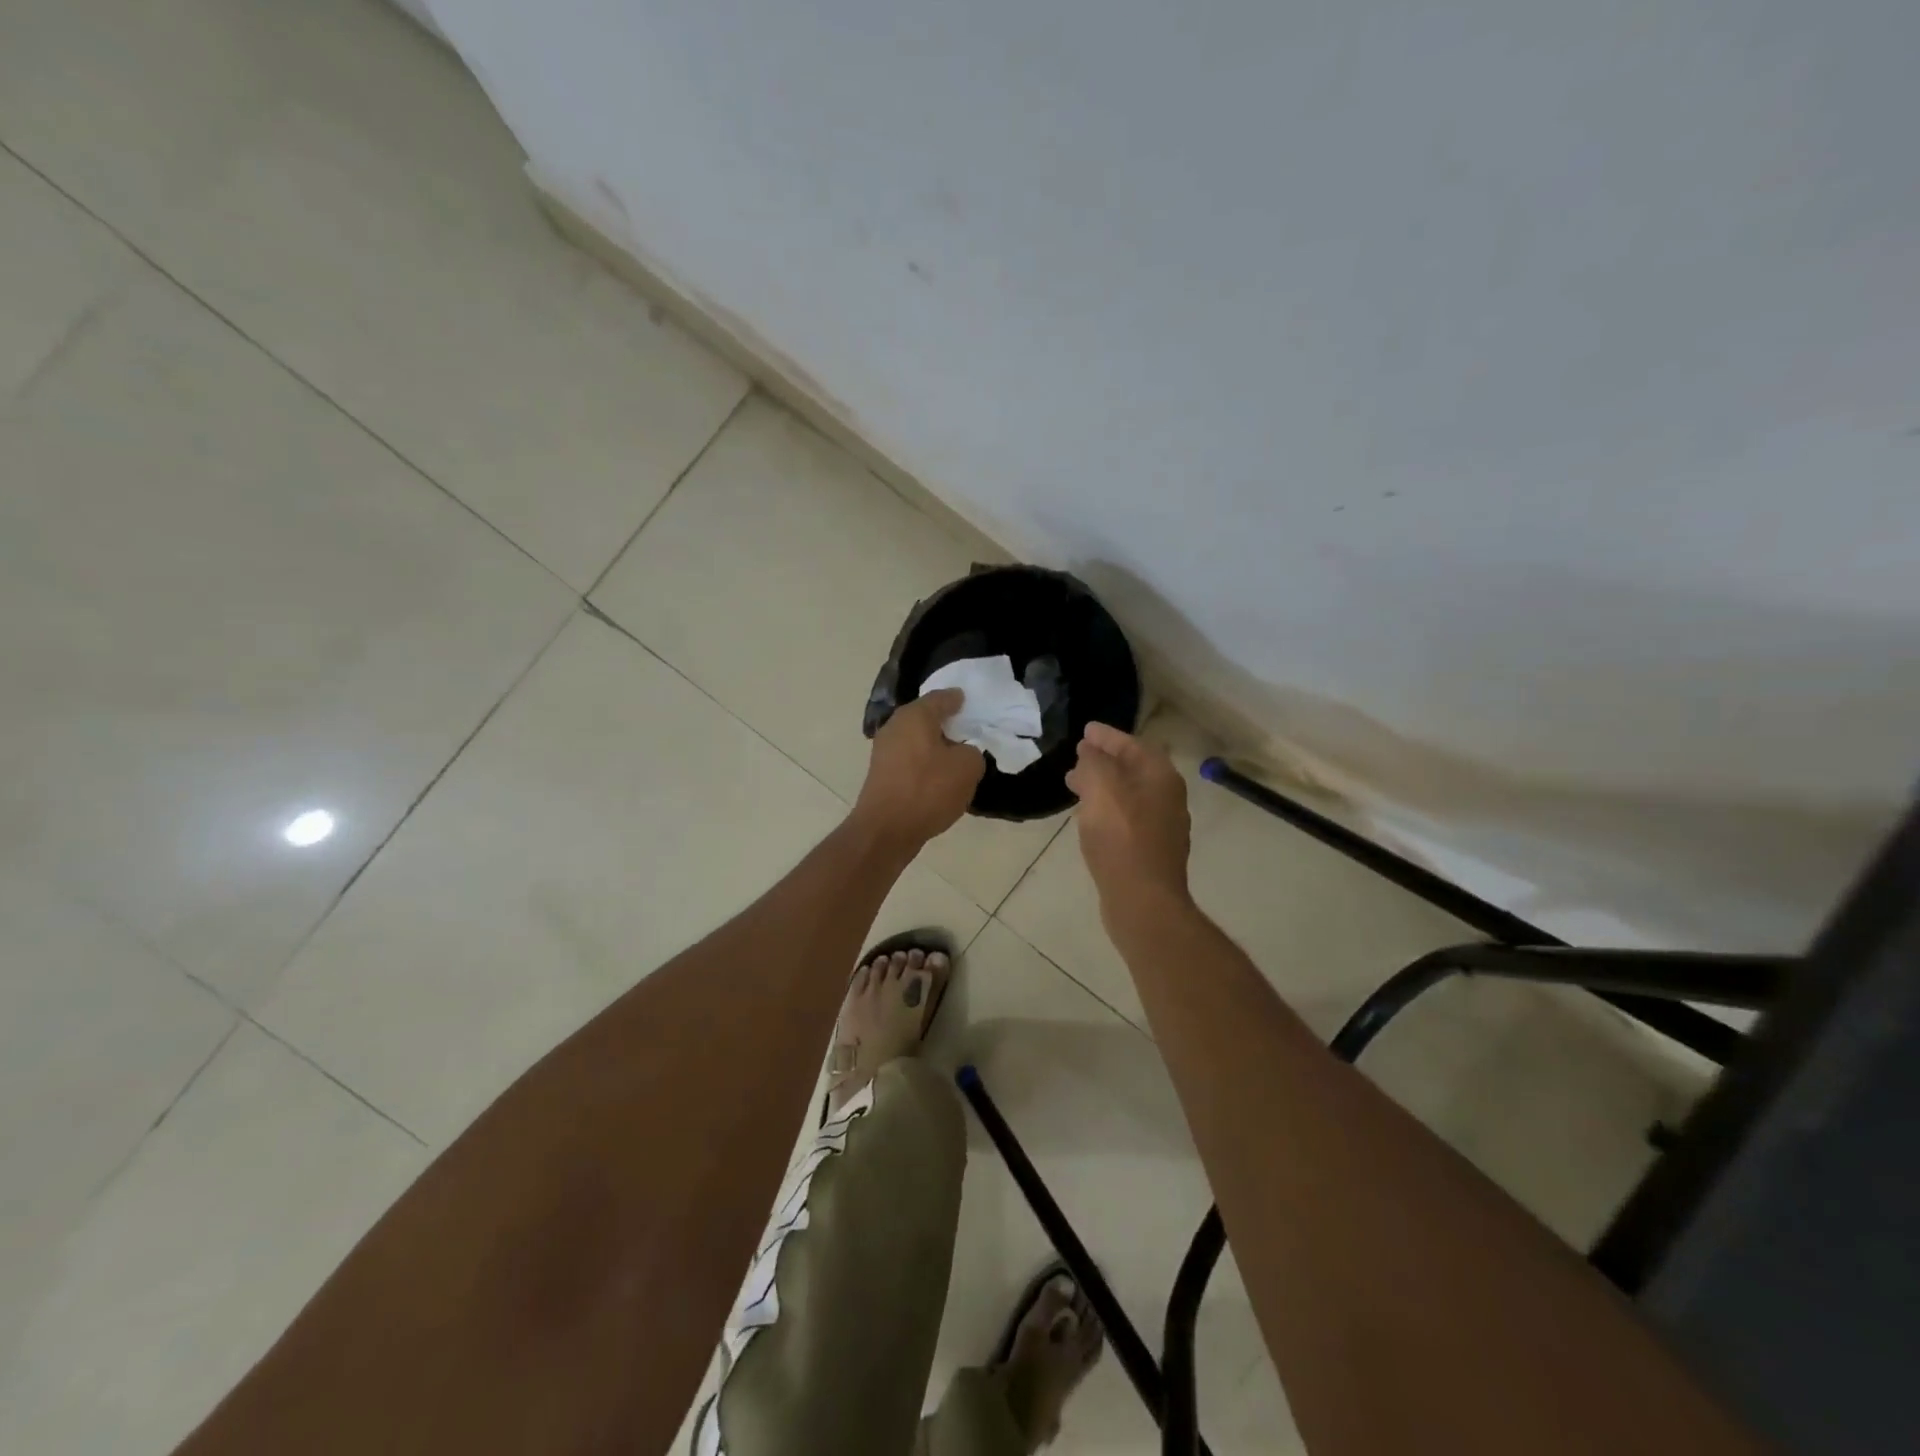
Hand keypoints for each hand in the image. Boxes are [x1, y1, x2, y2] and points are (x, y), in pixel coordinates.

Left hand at [852, 689, 984, 851]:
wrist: (886, 830)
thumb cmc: (928, 790)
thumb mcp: (967, 768)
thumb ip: (972, 752)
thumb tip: (963, 752)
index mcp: (915, 716)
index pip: (942, 697)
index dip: (959, 700)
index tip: (972, 703)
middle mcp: (895, 726)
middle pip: (926, 718)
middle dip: (947, 723)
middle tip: (969, 730)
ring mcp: (884, 750)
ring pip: (917, 739)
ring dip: (935, 745)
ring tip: (958, 755)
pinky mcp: (881, 773)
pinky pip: (910, 759)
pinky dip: (925, 762)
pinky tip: (939, 776)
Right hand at [1065, 722, 1191, 909]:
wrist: (1143, 901)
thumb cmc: (1122, 839)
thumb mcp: (1102, 789)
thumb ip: (1094, 762)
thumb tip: (1090, 750)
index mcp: (1161, 777)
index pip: (1133, 744)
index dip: (1107, 736)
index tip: (1085, 730)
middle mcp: (1168, 798)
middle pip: (1133, 769)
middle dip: (1104, 760)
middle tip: (1077, 757)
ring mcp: (1162, 827)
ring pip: (1129, 794)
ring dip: (1103, 785)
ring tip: (1074, 785)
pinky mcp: (1151, 851)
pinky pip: (1127, 817)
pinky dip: (1107, 808)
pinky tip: (1089, 818)